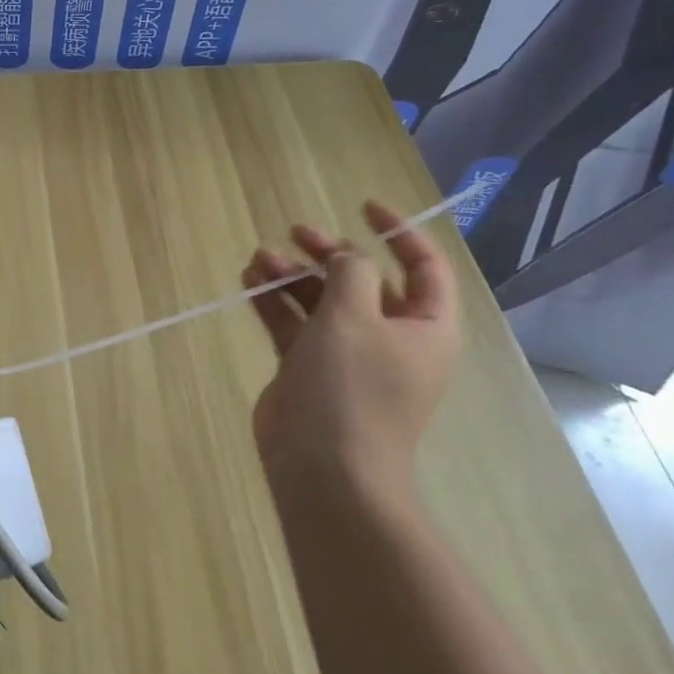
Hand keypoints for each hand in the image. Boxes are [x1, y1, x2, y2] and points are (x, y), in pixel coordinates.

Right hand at [243, 200, 459, 489]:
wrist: (324, 467)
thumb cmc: (352, 388)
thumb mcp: (354, 317)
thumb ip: (350, 272)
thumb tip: (347, 256)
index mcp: (423, 327)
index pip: (424, 267)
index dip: (400, 233)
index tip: (364, 206)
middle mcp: (390, 338)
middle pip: (363, 280)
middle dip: (329, 253)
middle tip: (294, 233)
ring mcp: (347, 355)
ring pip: (321, 301)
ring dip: (292, 276)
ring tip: (259, 258)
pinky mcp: (309, 369)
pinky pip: (294, 324)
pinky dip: (275, 302)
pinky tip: (250, 281)